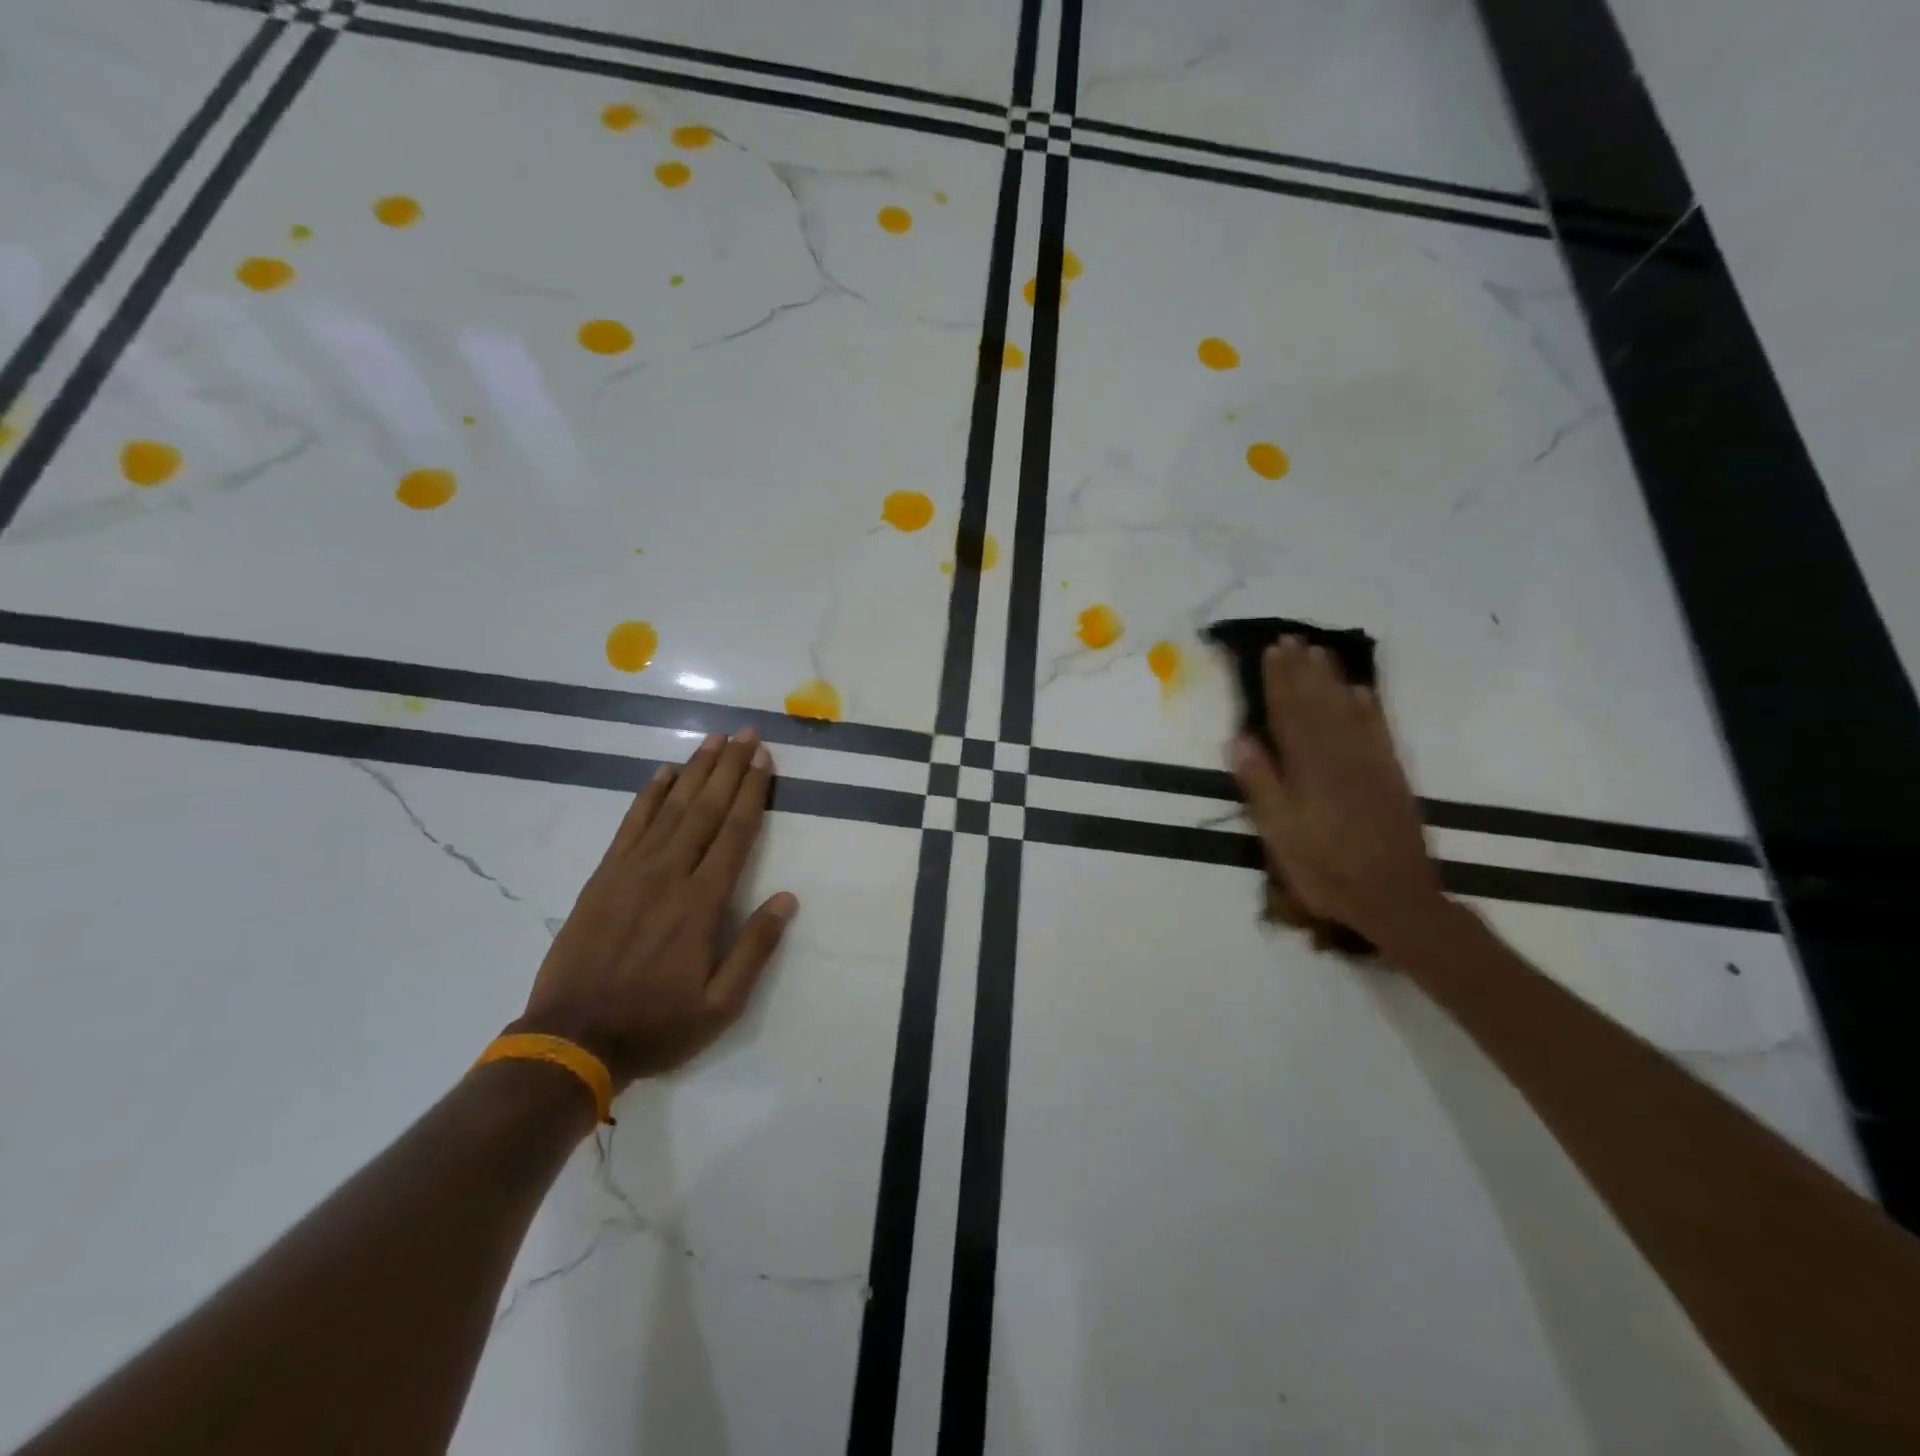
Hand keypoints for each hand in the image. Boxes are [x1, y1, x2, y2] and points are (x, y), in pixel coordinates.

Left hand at [514, 729, 797, 1087]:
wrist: (571, 1039)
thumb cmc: (655, 1024)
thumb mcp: (721, 1005)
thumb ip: (755, 948)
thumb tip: (787, 898)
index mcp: (702, 903)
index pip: (734, 833)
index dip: (751, 793)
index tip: (763, 759)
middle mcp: (669, 875)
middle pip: (705, 809)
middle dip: (729, 768)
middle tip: (747, 734)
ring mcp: (631, 871)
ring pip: (670, 808)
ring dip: (695, 771)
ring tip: (715, 740)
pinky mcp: (603, 877)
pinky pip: (630, 825)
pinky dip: (648, 795)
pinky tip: (664, 773)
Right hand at [1232, 638, 1448, 953]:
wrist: (1394, 899)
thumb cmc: (1326, 871)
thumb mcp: (1281, 836)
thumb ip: (1262, 786)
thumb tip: (1242, 740)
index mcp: (1309, 770)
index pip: (1289, 715)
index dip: (1279, 682)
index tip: (1271, 652)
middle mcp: (1340, 756)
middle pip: (1318, 704)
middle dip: (1303, 670)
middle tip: (1292, 639)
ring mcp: (1370, 764)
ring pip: (1348, 710)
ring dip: (1332, 679)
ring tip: (1320, 652)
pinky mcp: (1391, 776)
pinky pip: (1379, 731)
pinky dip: (1369, 707)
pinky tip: (1362, 691)